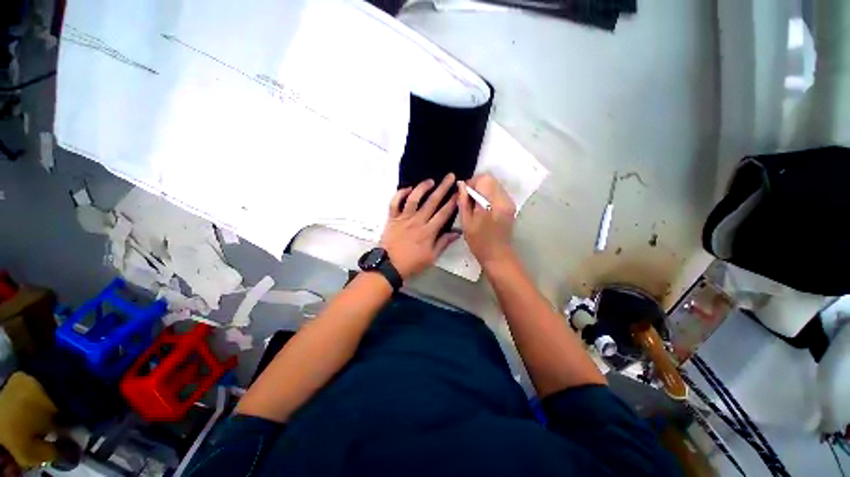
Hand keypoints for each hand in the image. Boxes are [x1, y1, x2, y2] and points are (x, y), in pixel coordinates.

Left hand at [379, 174, 459, 279]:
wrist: (388, 266)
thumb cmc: (412, 263)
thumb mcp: (432, 257)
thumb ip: (444, 243)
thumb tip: (457, 232)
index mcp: (428, 231)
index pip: (444, 213)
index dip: (453, 201)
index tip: (459, 192)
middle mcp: (417, 221)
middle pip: (432, 201)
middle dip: (443, 188)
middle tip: (450, 176)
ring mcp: (403, 218)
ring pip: (414, 198)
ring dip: (422, 187)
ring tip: (430, 181)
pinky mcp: (392, 218)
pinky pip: (395, 203)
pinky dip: (400, 194)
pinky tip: (408, 188)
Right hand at [457, 174, 516, 265]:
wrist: (498, 255)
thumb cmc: (478, 242)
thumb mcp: (466, 222)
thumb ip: (464, 202)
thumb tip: (461, 185)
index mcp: (492, 205)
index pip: (483, 180)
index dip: (471, 183)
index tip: (464, 193)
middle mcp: (504, 200)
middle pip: (490, 179)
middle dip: (477, 184)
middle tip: (468, 197)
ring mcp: (510, 202)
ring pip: (495, 183)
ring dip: (483, 188)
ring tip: (475, 202)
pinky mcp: (511, 205)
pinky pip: (499, 191)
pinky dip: (489, 193)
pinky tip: (484, 206)